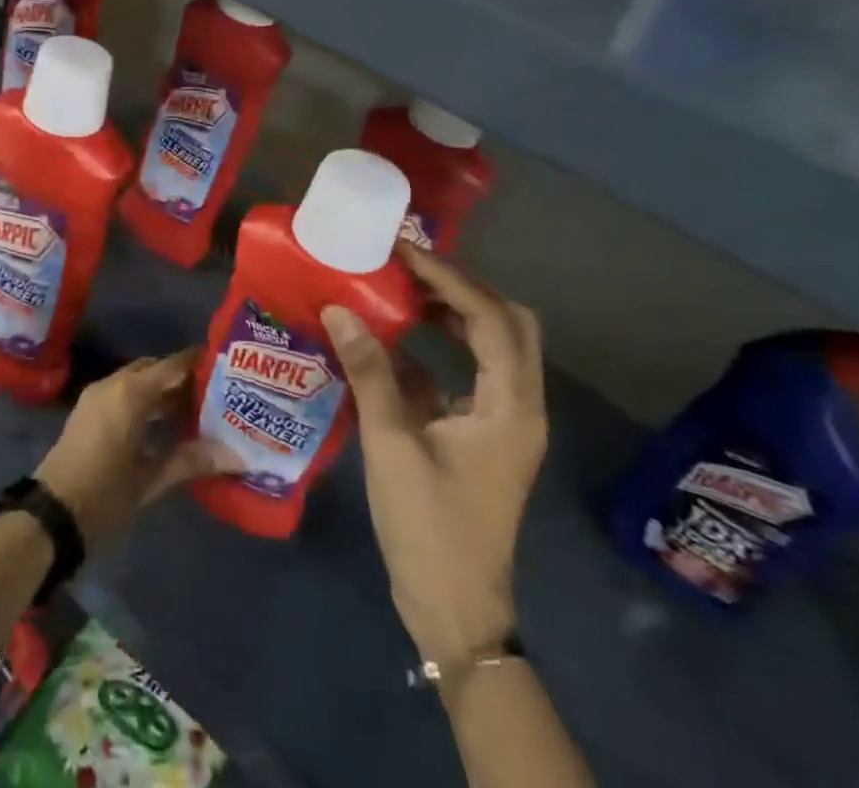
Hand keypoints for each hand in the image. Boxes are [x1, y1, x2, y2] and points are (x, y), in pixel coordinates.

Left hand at [34, 350, 237, 546]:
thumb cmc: (105, 494)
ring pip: (138, 380)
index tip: (226, 367)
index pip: (173, 365)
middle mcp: (113, 383)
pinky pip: (123, 392)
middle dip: (182, 378)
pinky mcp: (89, 410)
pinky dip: (145, 399)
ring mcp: (97, 395)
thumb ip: (192, 460)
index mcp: (131, 392)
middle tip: (215, 392)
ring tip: (197, 409)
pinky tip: (165, 423)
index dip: (199, 363)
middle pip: (155, 369)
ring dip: (163, 390)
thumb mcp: (151, 478)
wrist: (51, 514)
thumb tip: (237, 456)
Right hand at [323, 242, 547, 672]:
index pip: (490, 318)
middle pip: (508, 323)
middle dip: (462, 287)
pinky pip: (471, 372)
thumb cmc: (428, 525)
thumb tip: (338, 309)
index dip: (448, 278)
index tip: (404, 251)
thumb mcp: (391, 444)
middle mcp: (520, 405)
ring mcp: (505, 422)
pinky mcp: (484, 435)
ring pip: (494, 346)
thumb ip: (368, 372)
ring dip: (454, 313)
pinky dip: (440, 347)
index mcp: (511, 406)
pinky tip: (395, 341)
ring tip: (404, 289)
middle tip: (411, 265)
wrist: (453, 608)